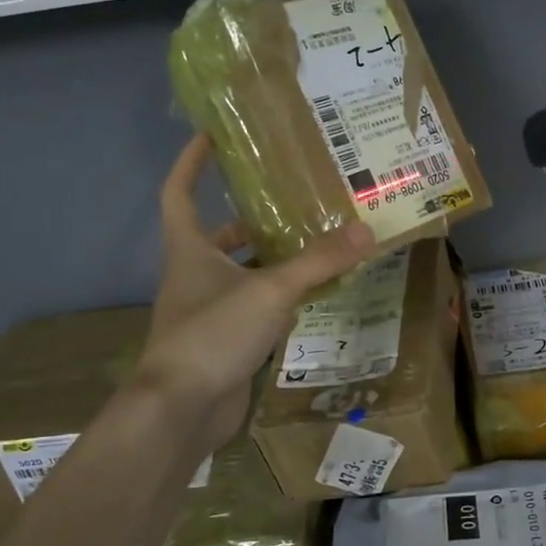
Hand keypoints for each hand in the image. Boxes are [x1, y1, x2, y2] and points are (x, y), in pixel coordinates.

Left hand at [133, 135, 373, 450]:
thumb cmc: (213, 334)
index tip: (211, 137)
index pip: (179, 193)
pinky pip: (254, 308)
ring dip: (270, 260)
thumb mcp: (271, 291)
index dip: (190, 163)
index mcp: (190, 250)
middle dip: (249, 217)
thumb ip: (318, 262)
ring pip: (240, 274)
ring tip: (313, 243)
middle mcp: (194, 275)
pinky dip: (278, 299)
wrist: (182, 409)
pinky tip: (311, 296)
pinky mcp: (224, 342)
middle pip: (217, 236)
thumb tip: (366, 231)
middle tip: (291, 199)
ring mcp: (207, 311)